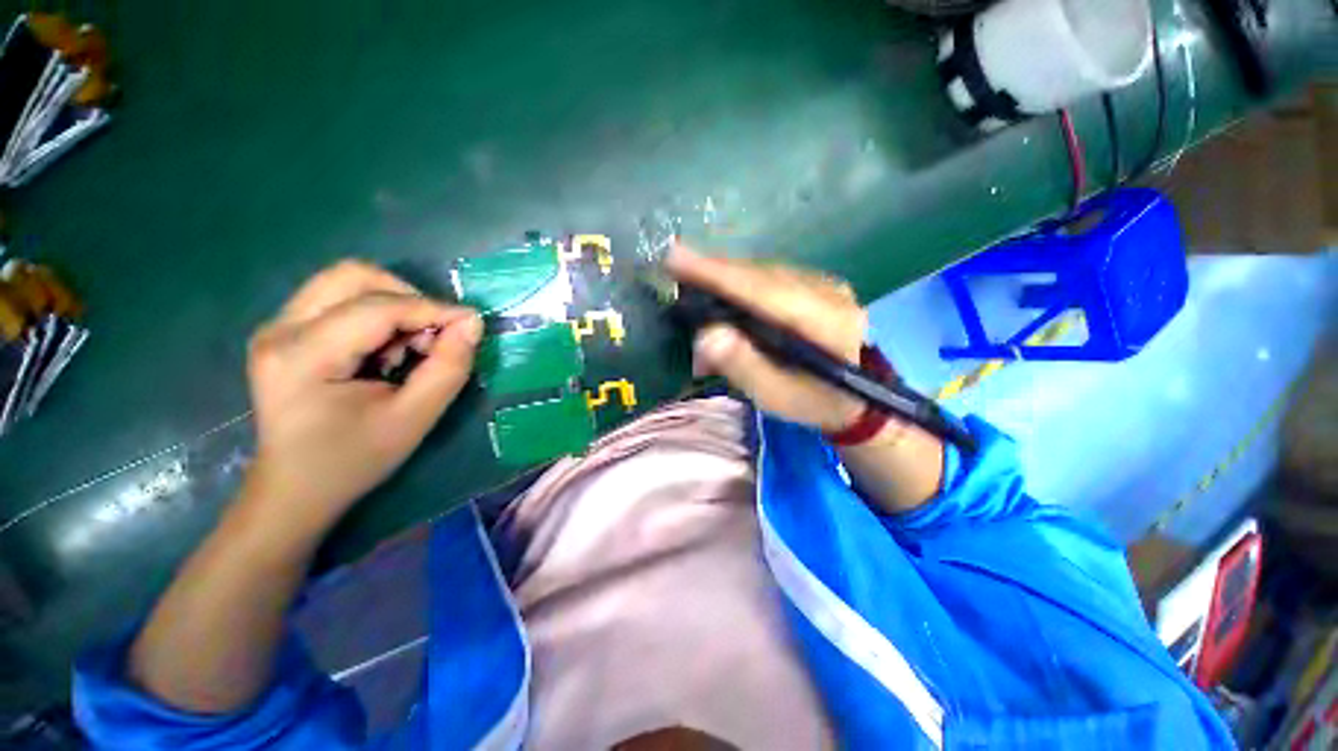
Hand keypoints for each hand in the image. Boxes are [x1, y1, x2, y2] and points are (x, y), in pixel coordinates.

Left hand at [242, 261, 481, 537]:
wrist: (294, 489)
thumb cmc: (353, 460)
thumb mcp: (414, 419)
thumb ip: (449, 367)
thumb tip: (472, 323)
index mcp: (303, 356)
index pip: (379, 307)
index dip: (434, 309)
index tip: (473, 325)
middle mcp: (280, 329)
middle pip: (354, 276)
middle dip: (409, 297)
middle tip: (432, 335)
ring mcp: (277, 327)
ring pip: (347, 282)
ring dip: (393, 305)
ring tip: (408, 348)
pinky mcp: (284, 331)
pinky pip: (340, 300)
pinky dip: (377, 315)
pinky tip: (385, 352)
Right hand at [666, 244, 867, 432]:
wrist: (851, 397)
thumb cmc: (811, 402)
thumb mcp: (775, 396)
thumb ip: (743, 366)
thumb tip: (707, 334)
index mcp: (828, 325)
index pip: (765, 291)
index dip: (719, 275)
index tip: (676, 258)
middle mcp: (831, 293)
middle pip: (763, 274)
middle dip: (715, 271)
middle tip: (674, 265)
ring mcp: (827, 284)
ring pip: (765, 270)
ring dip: (725, 275)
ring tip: (692, 278)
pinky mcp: (819, 283)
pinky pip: (771, 274)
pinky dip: (741, 279)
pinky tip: (722, 286)